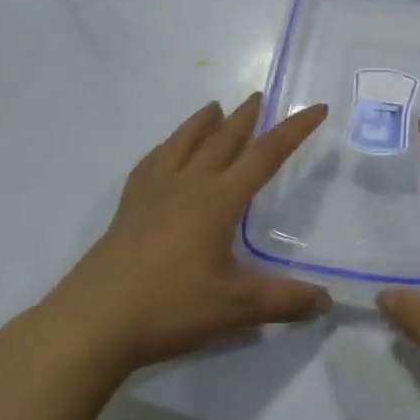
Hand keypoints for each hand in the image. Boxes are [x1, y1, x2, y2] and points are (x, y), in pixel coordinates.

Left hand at [15, 95, 330, 384]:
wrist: (93, 322)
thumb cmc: (169, 308)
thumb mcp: (235, 308)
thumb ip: (284, 301)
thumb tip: (326, 301)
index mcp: (219, 200)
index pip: (266, 155)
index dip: (294, 130)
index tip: (316, 107)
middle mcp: (188, 184)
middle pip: (223, 139)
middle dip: (246, 117)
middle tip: (260, 96)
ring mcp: (153, 192)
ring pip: (183, 143)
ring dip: (203, 123)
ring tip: (215, 107)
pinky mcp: (128, 207)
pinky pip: (152, 163)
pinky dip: (167, 148)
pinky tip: (165, 152)